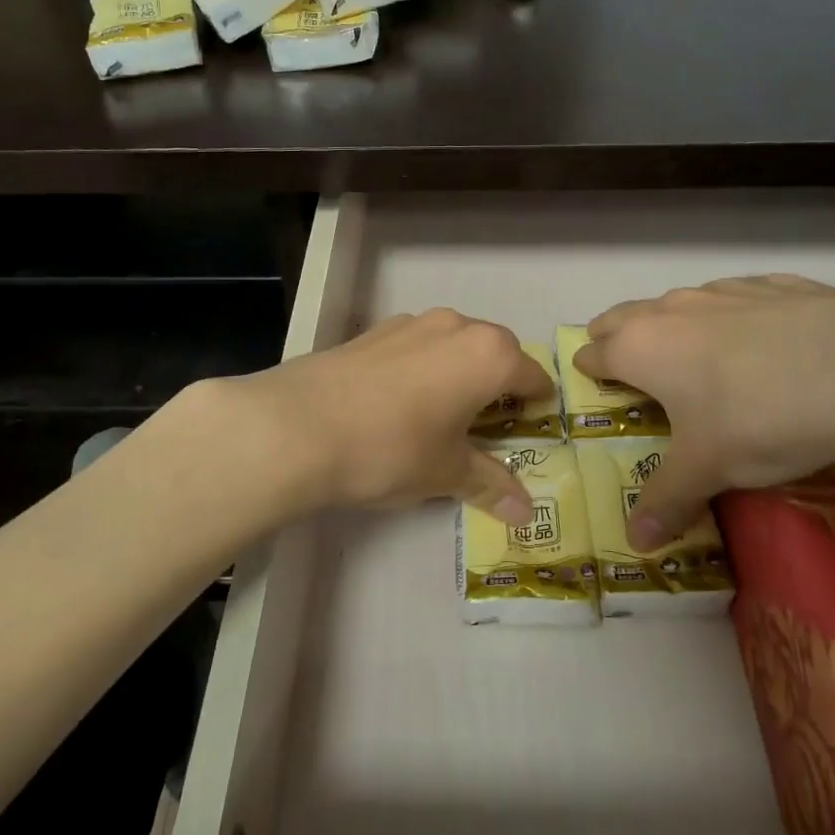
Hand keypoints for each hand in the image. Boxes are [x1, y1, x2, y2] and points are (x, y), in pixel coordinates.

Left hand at [202, 308, 553, 524]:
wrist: (297, 426)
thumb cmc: (391, 449)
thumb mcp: (446, 473)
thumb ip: (491, 484)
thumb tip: (526, 511)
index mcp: (488, 355)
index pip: (533, 377)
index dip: (537, 407)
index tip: (528, 431)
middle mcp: (456, 326)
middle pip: (496, 352)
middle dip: (498, 386)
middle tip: (485, 428)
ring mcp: (410, 323)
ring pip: (453, 344)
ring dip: (458, 372)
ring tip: (439, 415)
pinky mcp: (373, 330)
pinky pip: (416, 345)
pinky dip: (422, 367)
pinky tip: (397, 403)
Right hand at [575, 276, 834, 548]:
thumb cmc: (757, 420)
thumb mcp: (708, 470)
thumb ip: (667, 501)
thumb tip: (636, 541)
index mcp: (641, 348)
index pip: (595, 353)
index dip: (590, 371)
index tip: (593, 385)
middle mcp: (672, 310)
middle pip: (623, 316)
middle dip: (618, 338)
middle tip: (632, 368)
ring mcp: (725, 290)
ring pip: (681, 303)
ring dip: (678, 326)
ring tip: (702, 360)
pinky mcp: (777, 284)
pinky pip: (741, 297)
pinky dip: (738, 316)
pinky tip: (768, 342)